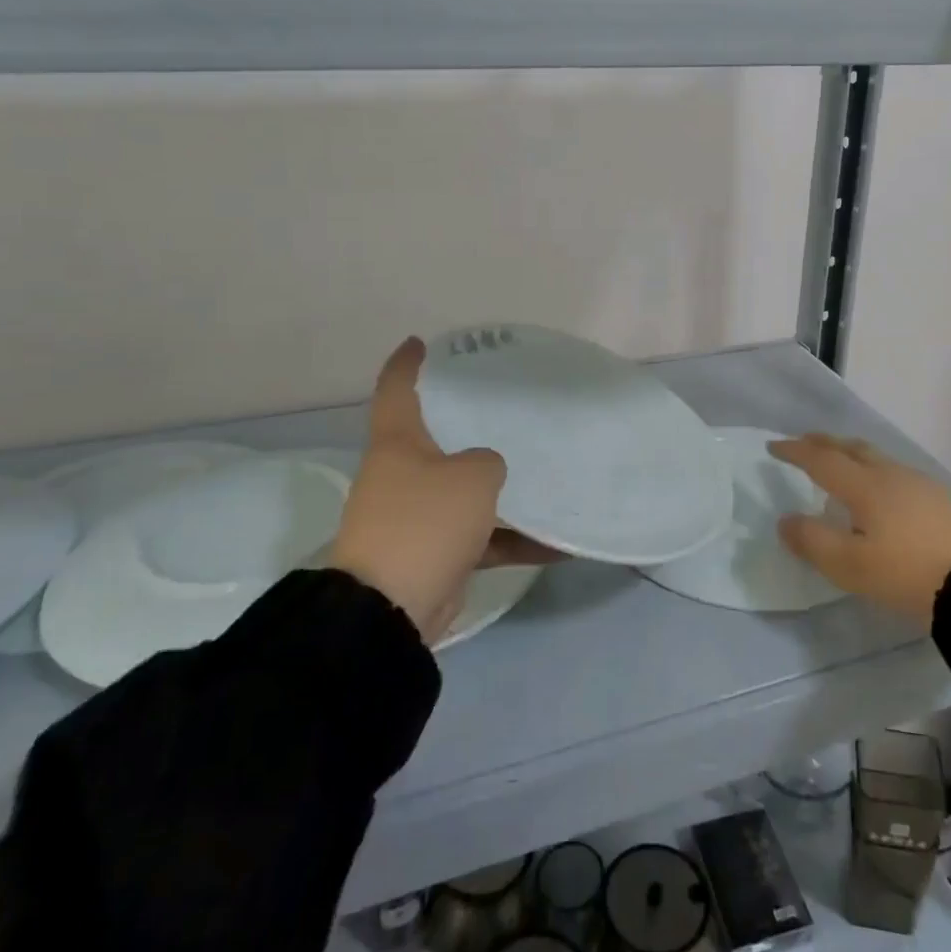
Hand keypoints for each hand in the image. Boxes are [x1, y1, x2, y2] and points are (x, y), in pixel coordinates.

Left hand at [329, 337, 524, 644]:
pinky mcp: (435, 552)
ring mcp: (418, 515)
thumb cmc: (425, 522)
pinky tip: (558, 544)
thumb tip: (488, 471)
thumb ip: (489, 461)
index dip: (408, 362)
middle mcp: (403, 473)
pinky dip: (513, 540)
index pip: (397, 387)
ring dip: (503, 492)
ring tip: (548, 476)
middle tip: (509, 408)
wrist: (391, 609)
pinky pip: (481, 537)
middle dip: (471, 425)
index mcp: (399, 442)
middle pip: (438, 438)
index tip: (423, 342)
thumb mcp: (472, 477)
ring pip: (465, 490)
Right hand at [770, 434, 950, 626]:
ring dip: (850, 455)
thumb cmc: (910, 571)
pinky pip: (894, 473)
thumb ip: (813, 542)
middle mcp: (890, 475)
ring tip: (839, 466)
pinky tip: (880, 493)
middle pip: (850, 448)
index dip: (794, 451)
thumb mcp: (852, 566)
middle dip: (823, 443)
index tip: (773, 447)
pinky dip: (873, 471)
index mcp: (864, 486)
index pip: (820, 460)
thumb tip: (785, 520)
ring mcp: (920, 484)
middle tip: (804, 443)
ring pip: (876, 458)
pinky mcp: (942, 499)